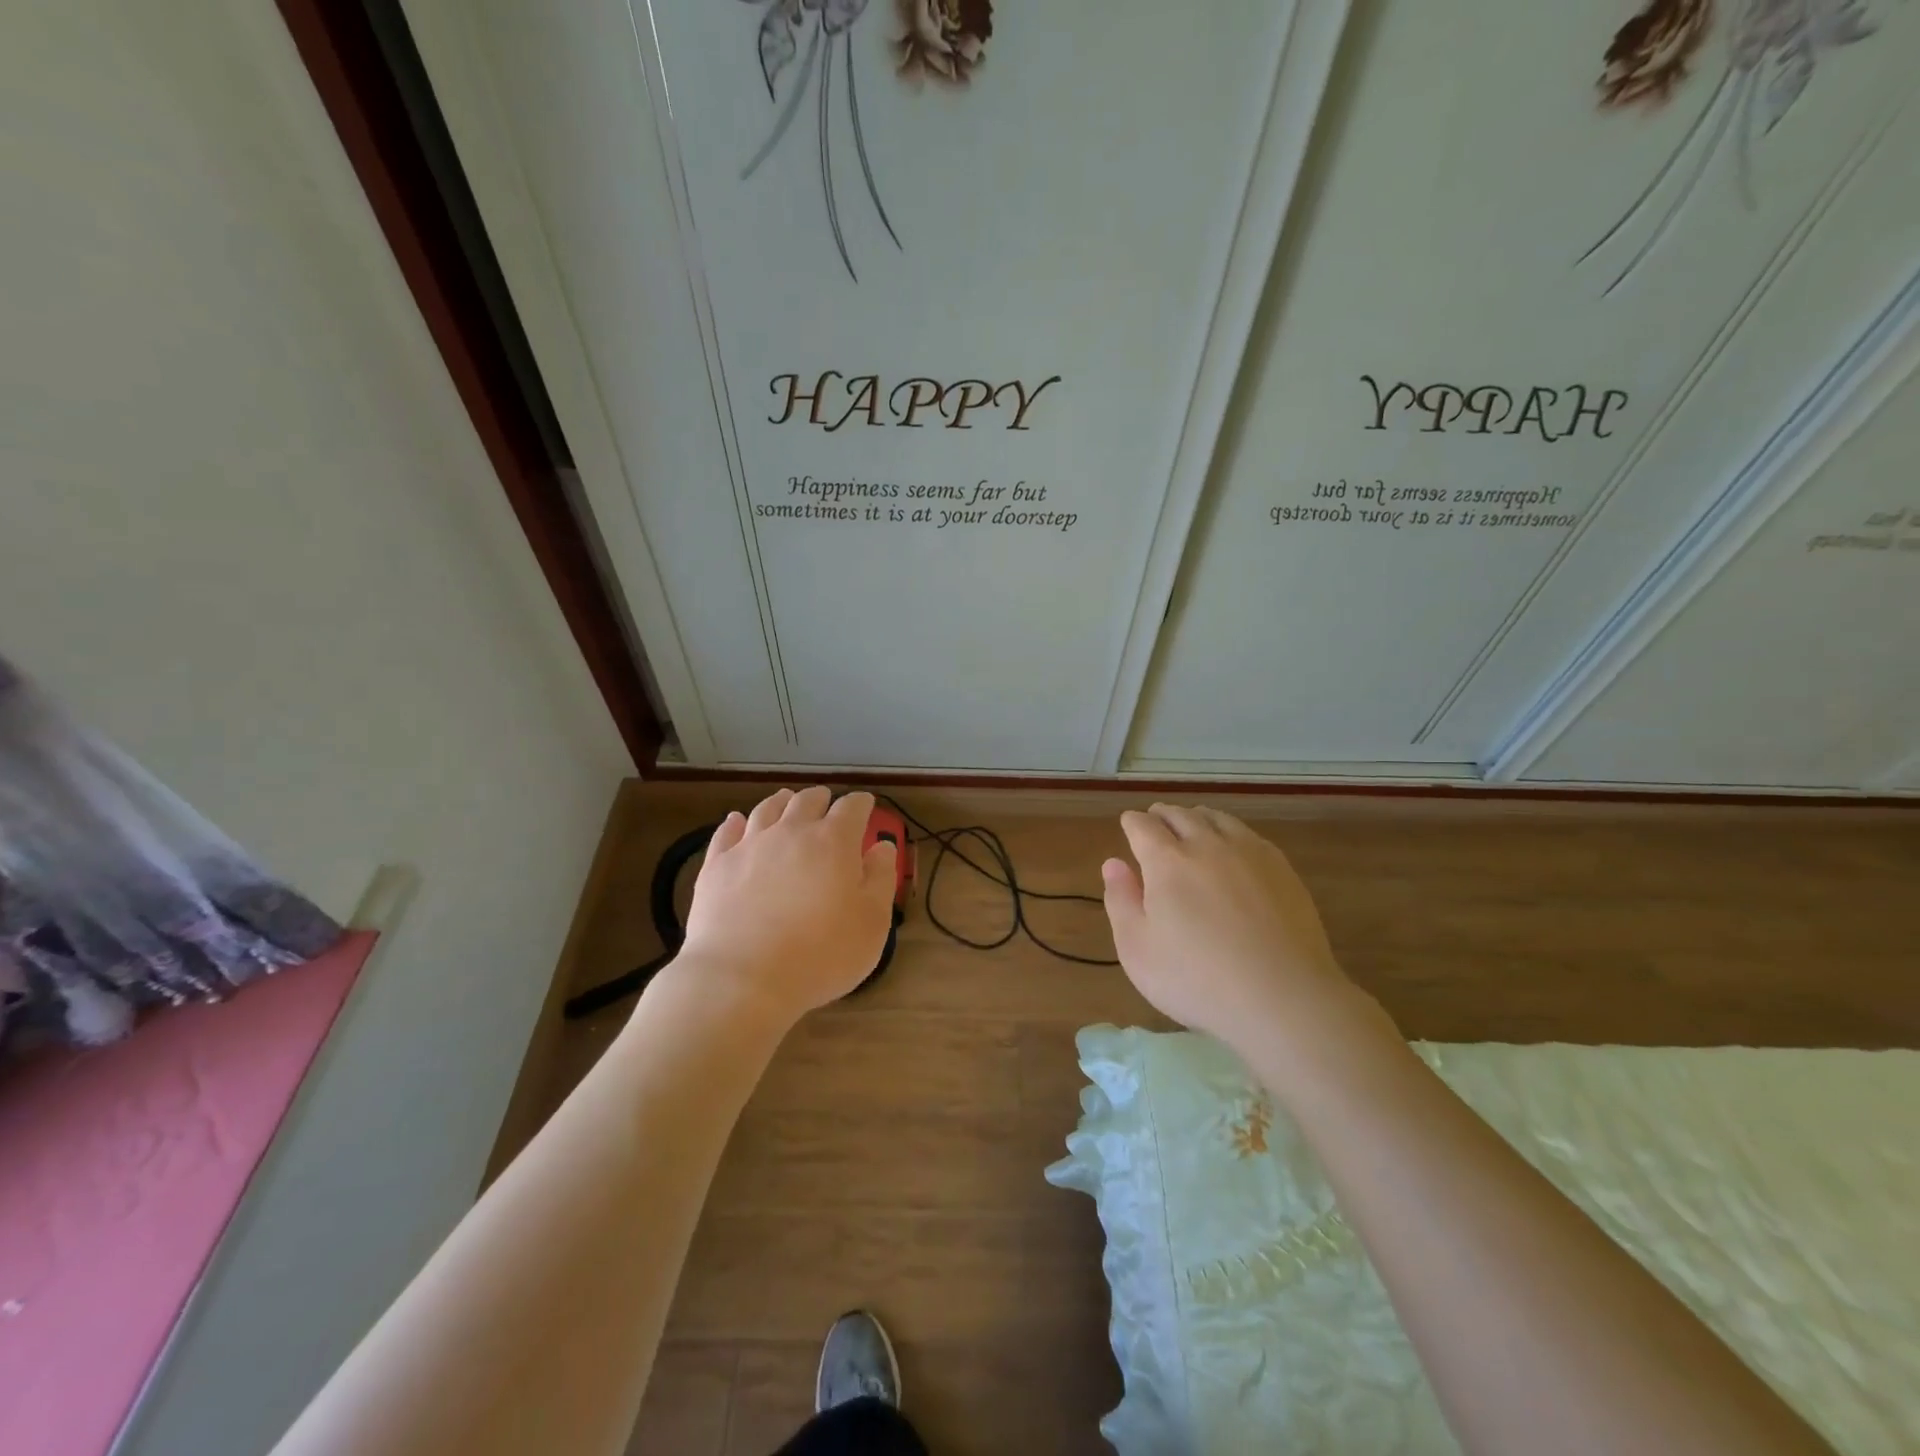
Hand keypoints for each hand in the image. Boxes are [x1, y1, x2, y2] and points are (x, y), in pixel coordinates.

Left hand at [674, 787, 897, 1024]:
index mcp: (833, 841)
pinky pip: (726, 832)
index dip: (862, 804)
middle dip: (821, 798)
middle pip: (807, 801)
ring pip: (767, 809)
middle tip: (827, 802)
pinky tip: (736, 822)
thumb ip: (881, 879)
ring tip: (786, 801)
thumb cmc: (821, 954)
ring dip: (781, 802)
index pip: (852, 808)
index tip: (866, 806)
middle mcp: (791, 832)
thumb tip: (882, 847)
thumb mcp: (872, 923)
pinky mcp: (716, 866)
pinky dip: (735, 822)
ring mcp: (749, 846)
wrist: (742, 978)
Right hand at [1101, 805, 1386, 1056]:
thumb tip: (1113, 863)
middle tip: (1154, 822)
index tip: (1128, 825)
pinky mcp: (1282, 868)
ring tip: (1191, 826)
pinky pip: (1248, 834)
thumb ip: (1121, 900)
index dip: (1131, 823)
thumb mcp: (1137, 949)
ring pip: (1216, 818)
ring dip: (1196, 818)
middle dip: (1162, 815)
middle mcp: (1207, 845)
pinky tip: (1232, 847)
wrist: (1283, 997)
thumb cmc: (1197, 979)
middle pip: (1180, 815)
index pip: (1142, 826)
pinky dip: (1230, 831)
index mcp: (1167, 861)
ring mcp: (1249, 853)